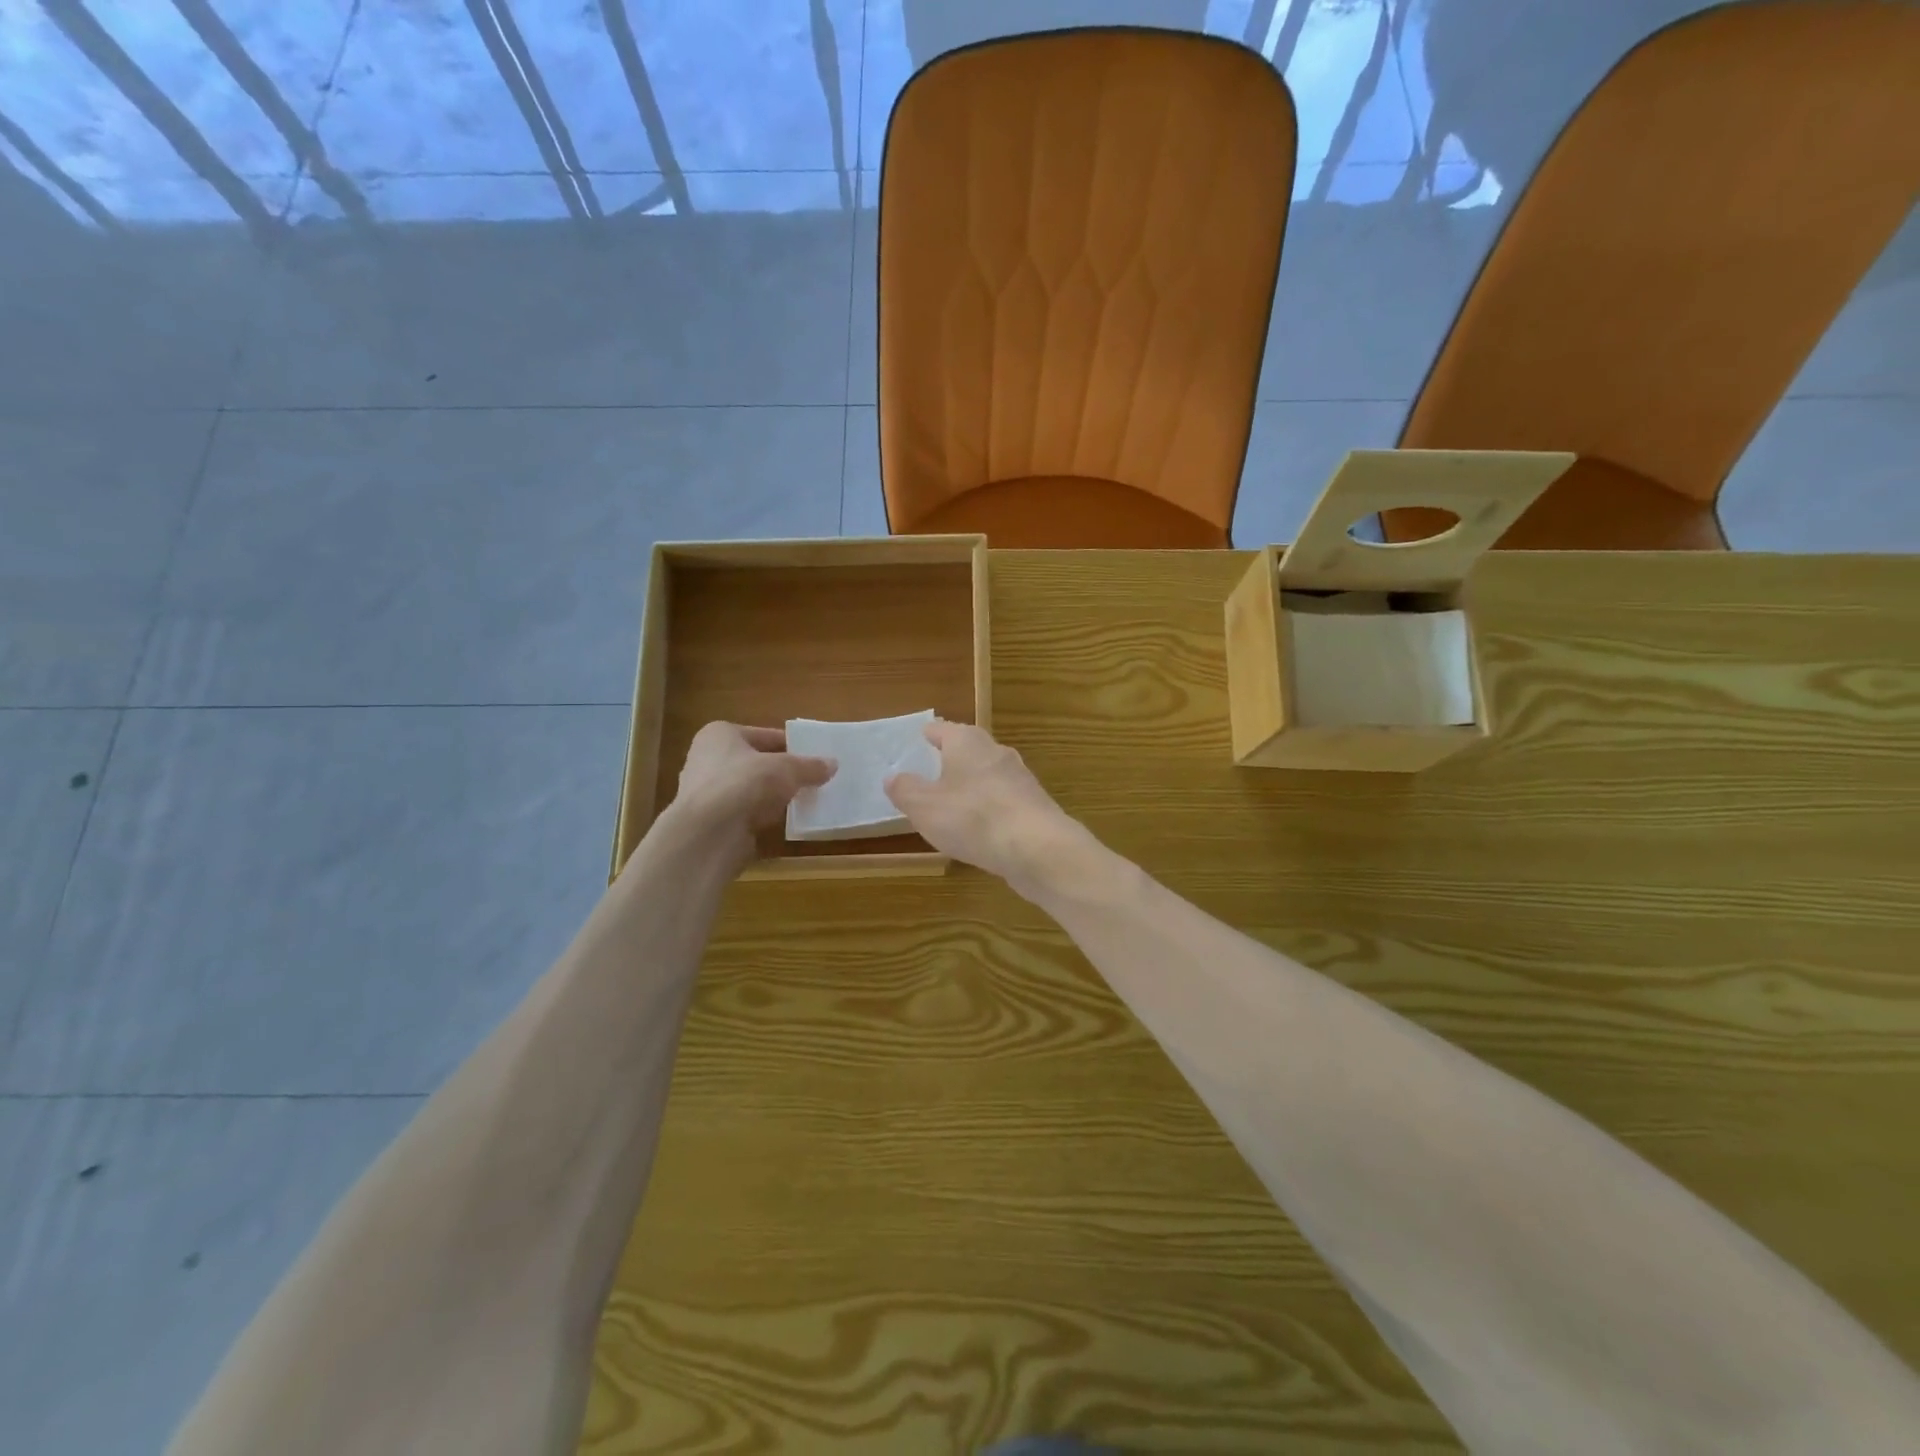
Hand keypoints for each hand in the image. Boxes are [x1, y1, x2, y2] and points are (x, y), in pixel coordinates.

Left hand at [662, 723, 834, 871]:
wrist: (710, 834)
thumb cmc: (745, 784)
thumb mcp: (787, 769)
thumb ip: (810, 766)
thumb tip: (833, 764)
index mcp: (720, 734)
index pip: (765, 735)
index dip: (792, 745)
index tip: (815, 757)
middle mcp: (707, 758)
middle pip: (756, 762)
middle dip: (783, 771)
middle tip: (813, 779)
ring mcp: (707, 792)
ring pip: (751, 788)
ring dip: (773, 795)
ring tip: (804, 800)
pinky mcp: (711, 821)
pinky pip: (745, 812)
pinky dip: (762, 815)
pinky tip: (783, 821)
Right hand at [883, 720, 1083, 896]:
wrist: (1037, 847)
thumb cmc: (972, 818)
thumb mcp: (924, 807)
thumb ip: (905, 790)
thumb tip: (893, 776)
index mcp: (967, 742)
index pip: (942, 729)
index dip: (928, 734)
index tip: (919, 739)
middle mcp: (996, 751)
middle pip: (968, 748)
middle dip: (951, 759)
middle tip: (931, 772)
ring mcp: (1020, 777)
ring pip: (987, 774)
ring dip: (971, 785)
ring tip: (953, 803)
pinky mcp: (1033, 804)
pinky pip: (1002, 800)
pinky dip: (988, 808)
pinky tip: (980, 828)